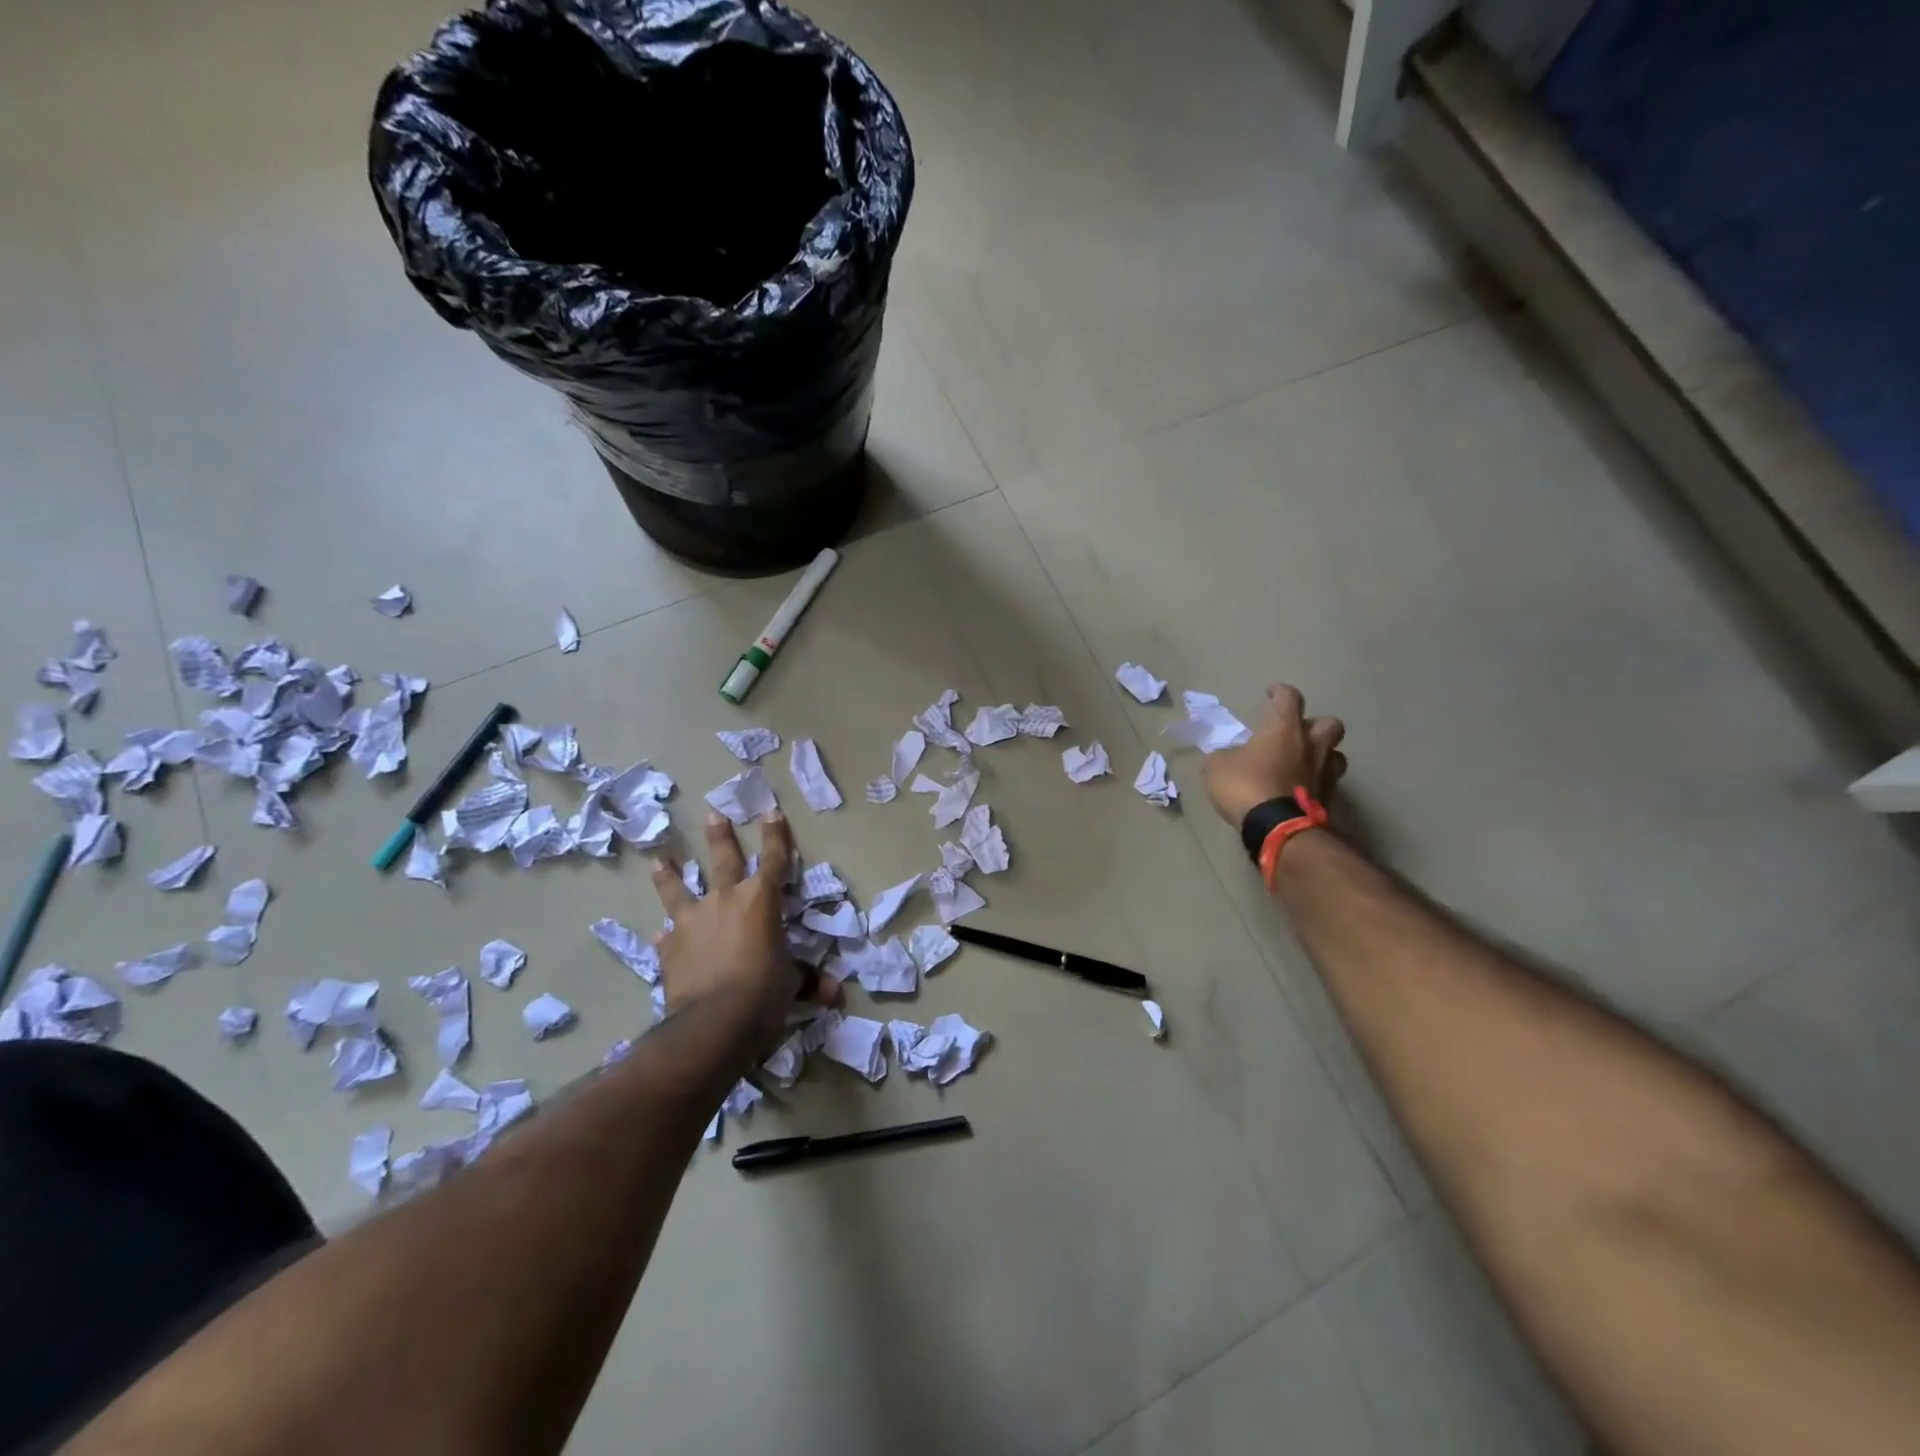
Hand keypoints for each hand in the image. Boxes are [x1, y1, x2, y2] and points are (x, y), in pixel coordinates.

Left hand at [650, 811, 839, 1048]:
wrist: (714, 1021)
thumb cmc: (764, 992)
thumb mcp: (791, 984)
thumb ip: (808, 981)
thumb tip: (836, 993)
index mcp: (761, 901)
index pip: (774, 860)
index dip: (775, 835)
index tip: (771, 810)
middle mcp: (725, 900)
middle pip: (723, 860)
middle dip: (720, 836)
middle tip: (713, 814)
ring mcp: (692, 921)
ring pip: (679, 889)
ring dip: (670, 874)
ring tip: (660, 859)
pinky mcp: (670, 948)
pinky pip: (667, 936)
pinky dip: (665, 935)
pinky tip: (658, 934)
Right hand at [1203, 683, 1346, 827]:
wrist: (1277, 828)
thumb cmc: (1246, 786)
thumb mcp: (1217, 767)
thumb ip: (1223, 756)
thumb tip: (1227, 756)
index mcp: (1284, 729)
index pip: (1289, 698)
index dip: (1280, 692)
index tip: (1272, 693)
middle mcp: (1311, 745)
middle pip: (1329, 723)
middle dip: (1315, 724)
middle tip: (1297, 733)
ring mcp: (1325, 773)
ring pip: (1337, 754)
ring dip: (1323, 754)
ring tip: (1306, 762)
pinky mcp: (1329, 799)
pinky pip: (1328, 783)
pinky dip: (1318, 783)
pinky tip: (1303, 789)